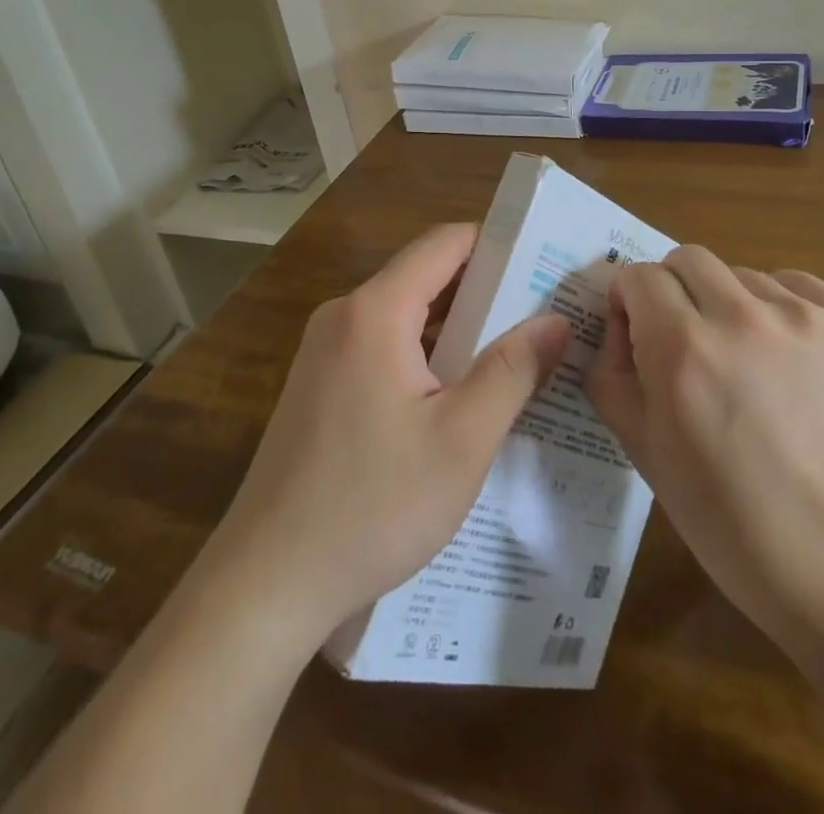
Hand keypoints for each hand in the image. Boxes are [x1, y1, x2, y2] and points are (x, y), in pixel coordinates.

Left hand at [201, 223, 571, 648]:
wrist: (268, 580)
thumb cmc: (373, 505)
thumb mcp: (462, 440)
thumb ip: (512, 371)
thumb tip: (556, 320)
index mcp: (375, 311)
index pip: (445, 243)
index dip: (498, 244)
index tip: (543, 264)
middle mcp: (344, 315)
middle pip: (424, 274)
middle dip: (484, 289)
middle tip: (542, 314)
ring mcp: (324, 349)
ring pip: (403, 313)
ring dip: (456, 326)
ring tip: (514, 352)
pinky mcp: (318, 382)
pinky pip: (381, 344)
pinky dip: (424, 353)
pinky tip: (457, 393)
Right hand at [584, 247, 823, 707]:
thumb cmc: (730, 521)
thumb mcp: (643, 450)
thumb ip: (611, 371)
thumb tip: (619, 323)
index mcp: (682, 350)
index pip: (639, 276)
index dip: (631, 302)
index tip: (639, 331)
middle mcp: (743, 319)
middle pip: (688, 259)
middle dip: (675, 291)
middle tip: (688, 340)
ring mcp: (808, 319)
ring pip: (744, 274)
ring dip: (731, 305)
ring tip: (750, 363)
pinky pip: (799, 286)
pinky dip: (783, 309)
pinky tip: (792, 360)